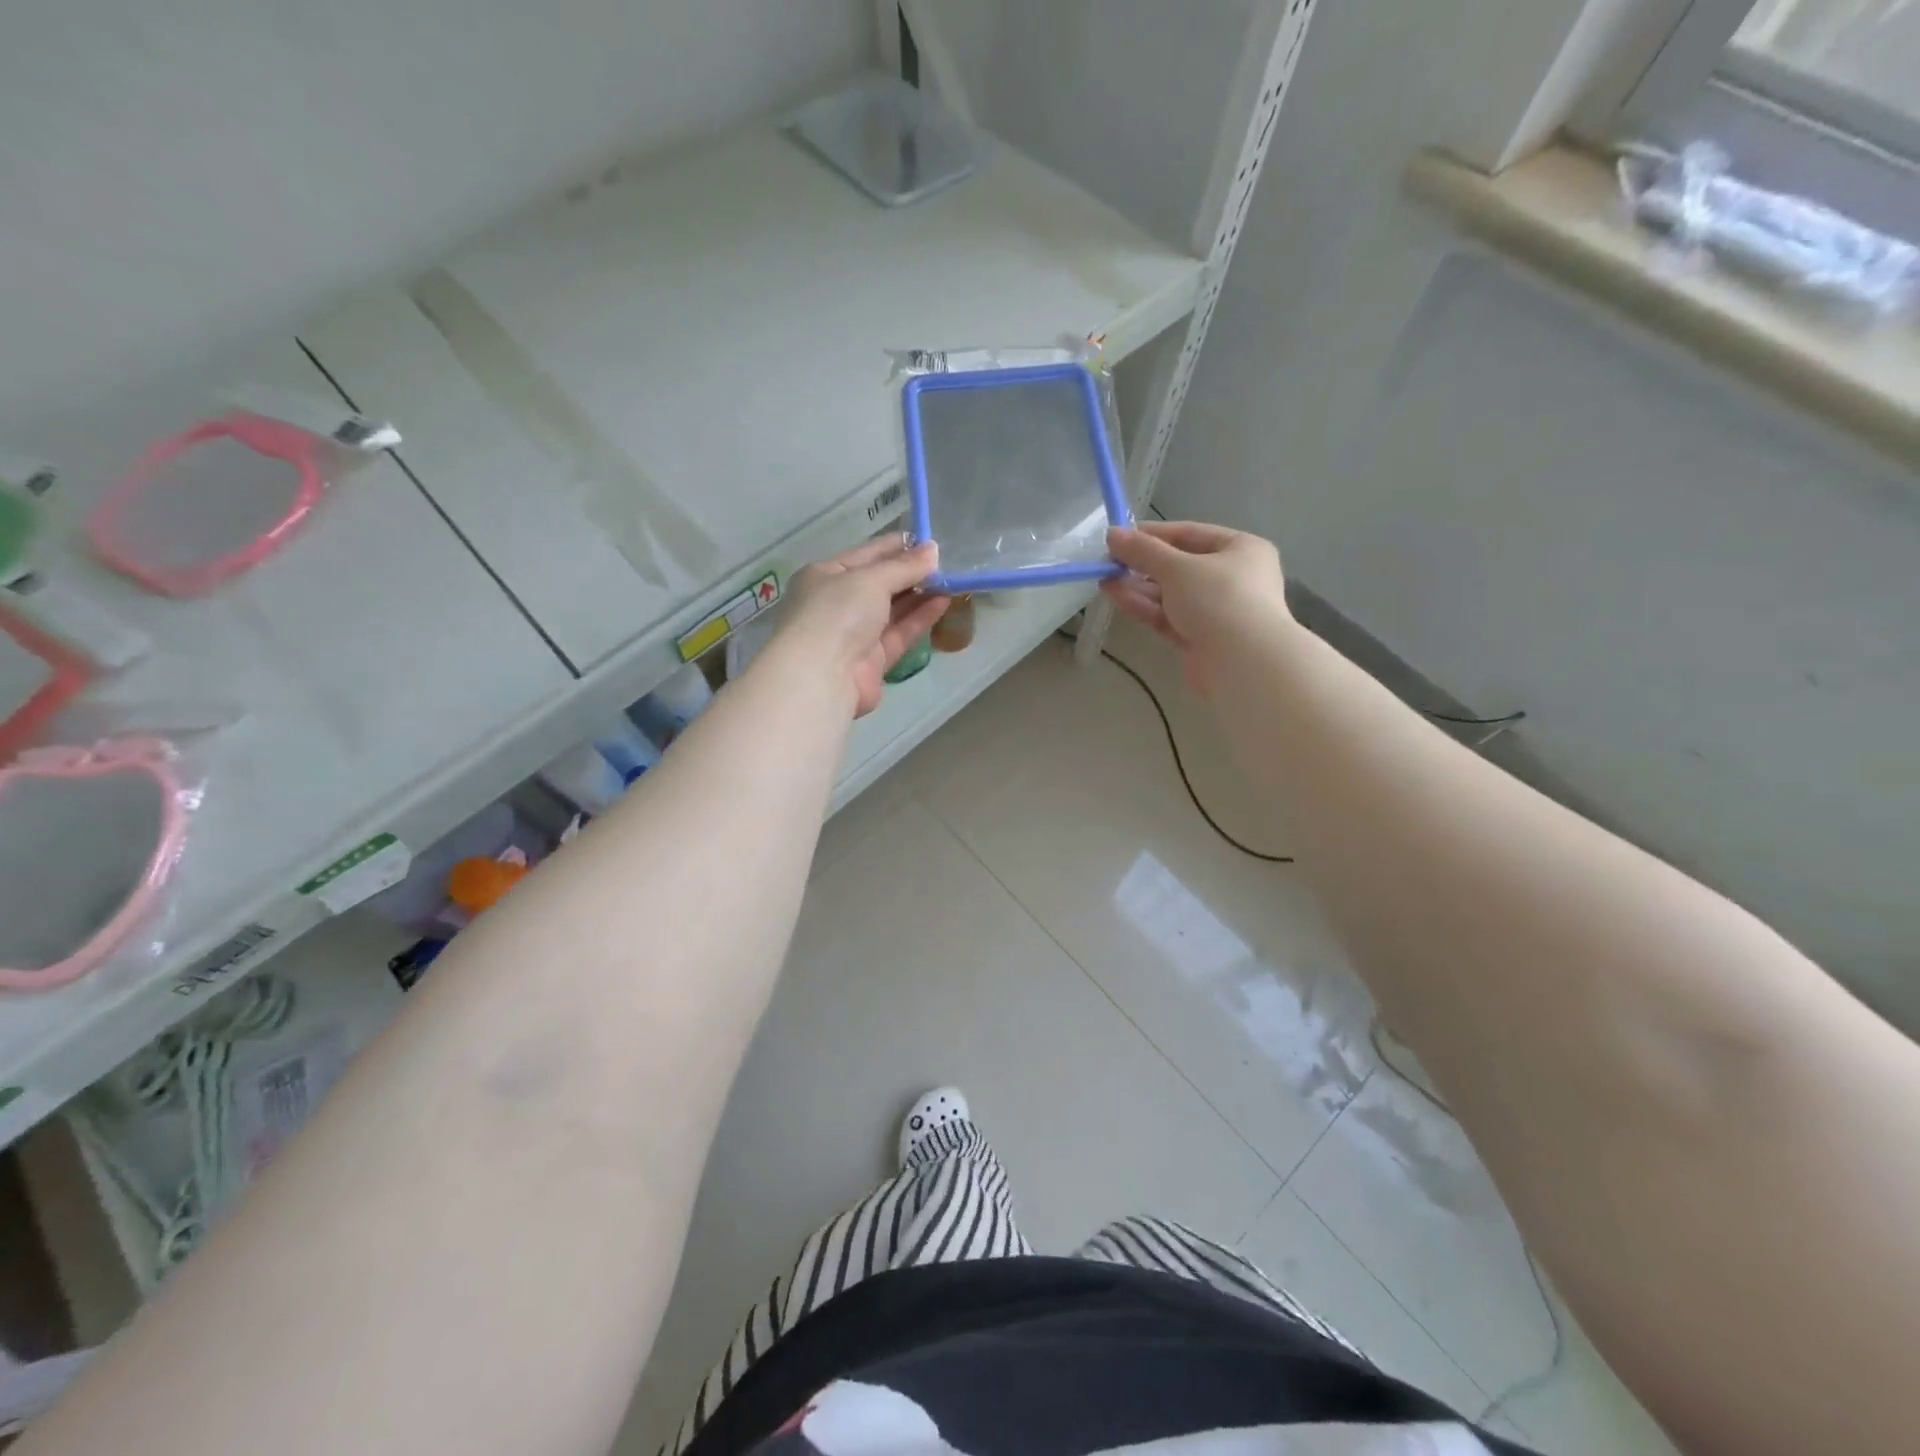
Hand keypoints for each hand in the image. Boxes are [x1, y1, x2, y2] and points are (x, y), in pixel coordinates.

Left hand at [773, 535, 947, 716]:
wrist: (821, 677)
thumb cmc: (837, 613)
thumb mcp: (870, 579)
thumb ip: (904, 566)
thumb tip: (933, 550)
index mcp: (825, 576)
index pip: (865, 555)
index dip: (895, 546)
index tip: (927, 540)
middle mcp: (837, 603)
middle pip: (879, 583)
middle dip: (910, 573)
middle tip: (944, 562)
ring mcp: (854, 634)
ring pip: (892, 610)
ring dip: (919, 595)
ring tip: (950, 581)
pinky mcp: (872, 661)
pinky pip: (899, 634)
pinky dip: (920, 618)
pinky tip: (943, 602)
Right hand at [1102, 521, 1290, 694]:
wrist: (1243, 664)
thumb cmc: (1219, 599)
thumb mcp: (1177, 567)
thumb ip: (1143, 550)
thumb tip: (1113, 533)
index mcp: (1241, 549)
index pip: (1191, 533)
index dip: (1153, 534)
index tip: (1120, 536)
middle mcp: (1233, 577)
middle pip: (1180, 566)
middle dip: (1142, 564)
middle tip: (1108, 562)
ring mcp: (1217, 611)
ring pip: (1171, 594)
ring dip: (1138, 586)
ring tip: (1104, 579)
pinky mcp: (1200, 639)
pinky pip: (1169, 617)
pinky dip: (1145, 607)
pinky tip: (1116, 596)